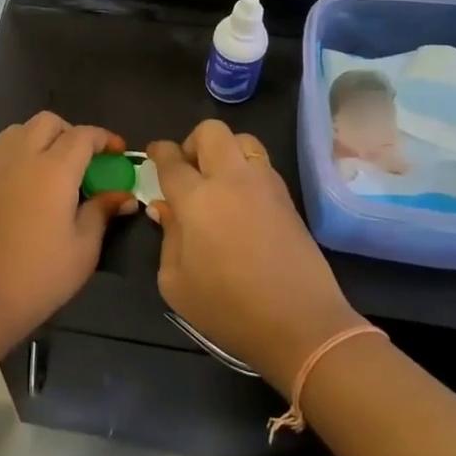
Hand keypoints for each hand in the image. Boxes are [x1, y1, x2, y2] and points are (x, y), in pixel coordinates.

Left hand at [0, 113, 137, 347]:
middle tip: (86, 160)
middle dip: (71, 132)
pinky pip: (1, 150)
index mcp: (53, 169)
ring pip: (20, 130)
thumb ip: (102, 213)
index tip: (118, 153)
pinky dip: (20, 152)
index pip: (83, 135)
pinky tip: (29, 184)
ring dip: (41, 138)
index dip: (104, 138)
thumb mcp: (83, 249)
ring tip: (55, 168)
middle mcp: (21, 157)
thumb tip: (122, 195)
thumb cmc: (38, 276)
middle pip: (48, 122)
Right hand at [147, 121, 364, 390]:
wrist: (301, 324)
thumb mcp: (176, 283)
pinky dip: (246, 169)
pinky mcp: (288, 198)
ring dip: (225, 151)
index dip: (159, 152)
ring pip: (243, 140)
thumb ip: (167, 237)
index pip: (172, 159)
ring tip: (217, 182)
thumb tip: (165, 209)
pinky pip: (262, 164)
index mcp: (197, 199)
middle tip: (188, 171)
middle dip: (193, 142)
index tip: (153, 155)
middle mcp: (231, 180)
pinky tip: (241, 201)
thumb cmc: (228, 308)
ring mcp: (265, 185)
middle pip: (211, 131)